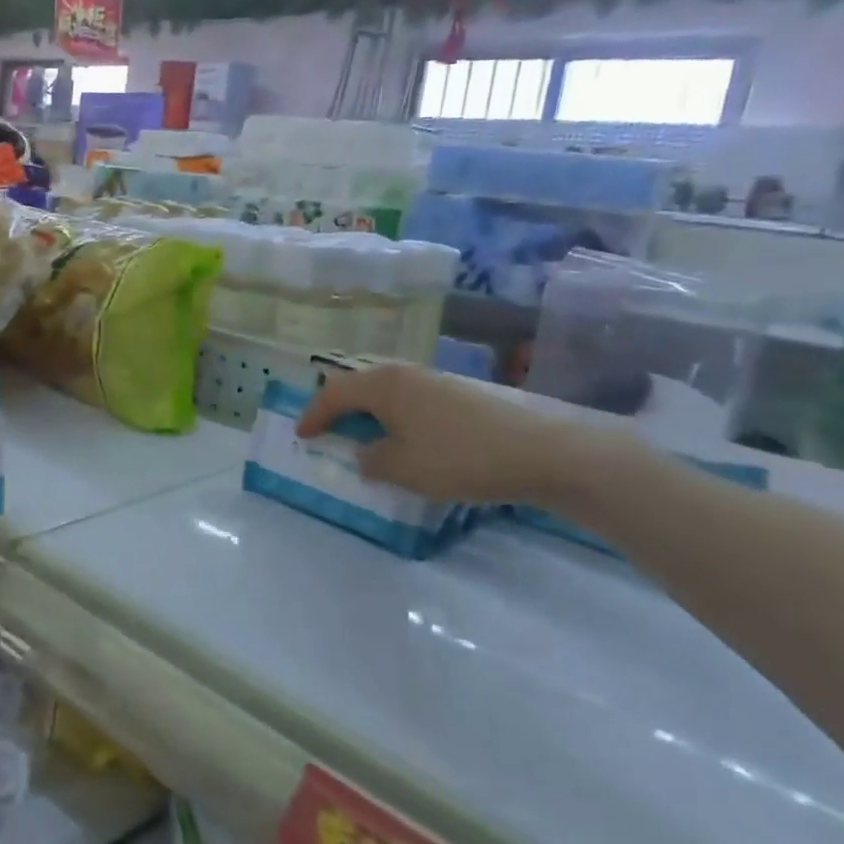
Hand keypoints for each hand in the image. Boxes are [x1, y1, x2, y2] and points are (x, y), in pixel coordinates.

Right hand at [295, 362, 626, 505]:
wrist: (542, 452)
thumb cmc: (459, 457)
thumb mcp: (403, 468)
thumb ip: (371, 460)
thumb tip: (364, 452)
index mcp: (382, 385)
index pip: (333, 393)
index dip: (313, 414)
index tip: (301, 435)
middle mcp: (404, 374)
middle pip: (358, 386)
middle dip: (338, 408)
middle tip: (326, 430)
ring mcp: (435, 381)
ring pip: (386, 392)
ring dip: (368, 413)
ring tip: (362, 436)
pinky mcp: (459, 394)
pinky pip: (409, 400)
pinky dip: (394, 417)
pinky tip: (405, 438)